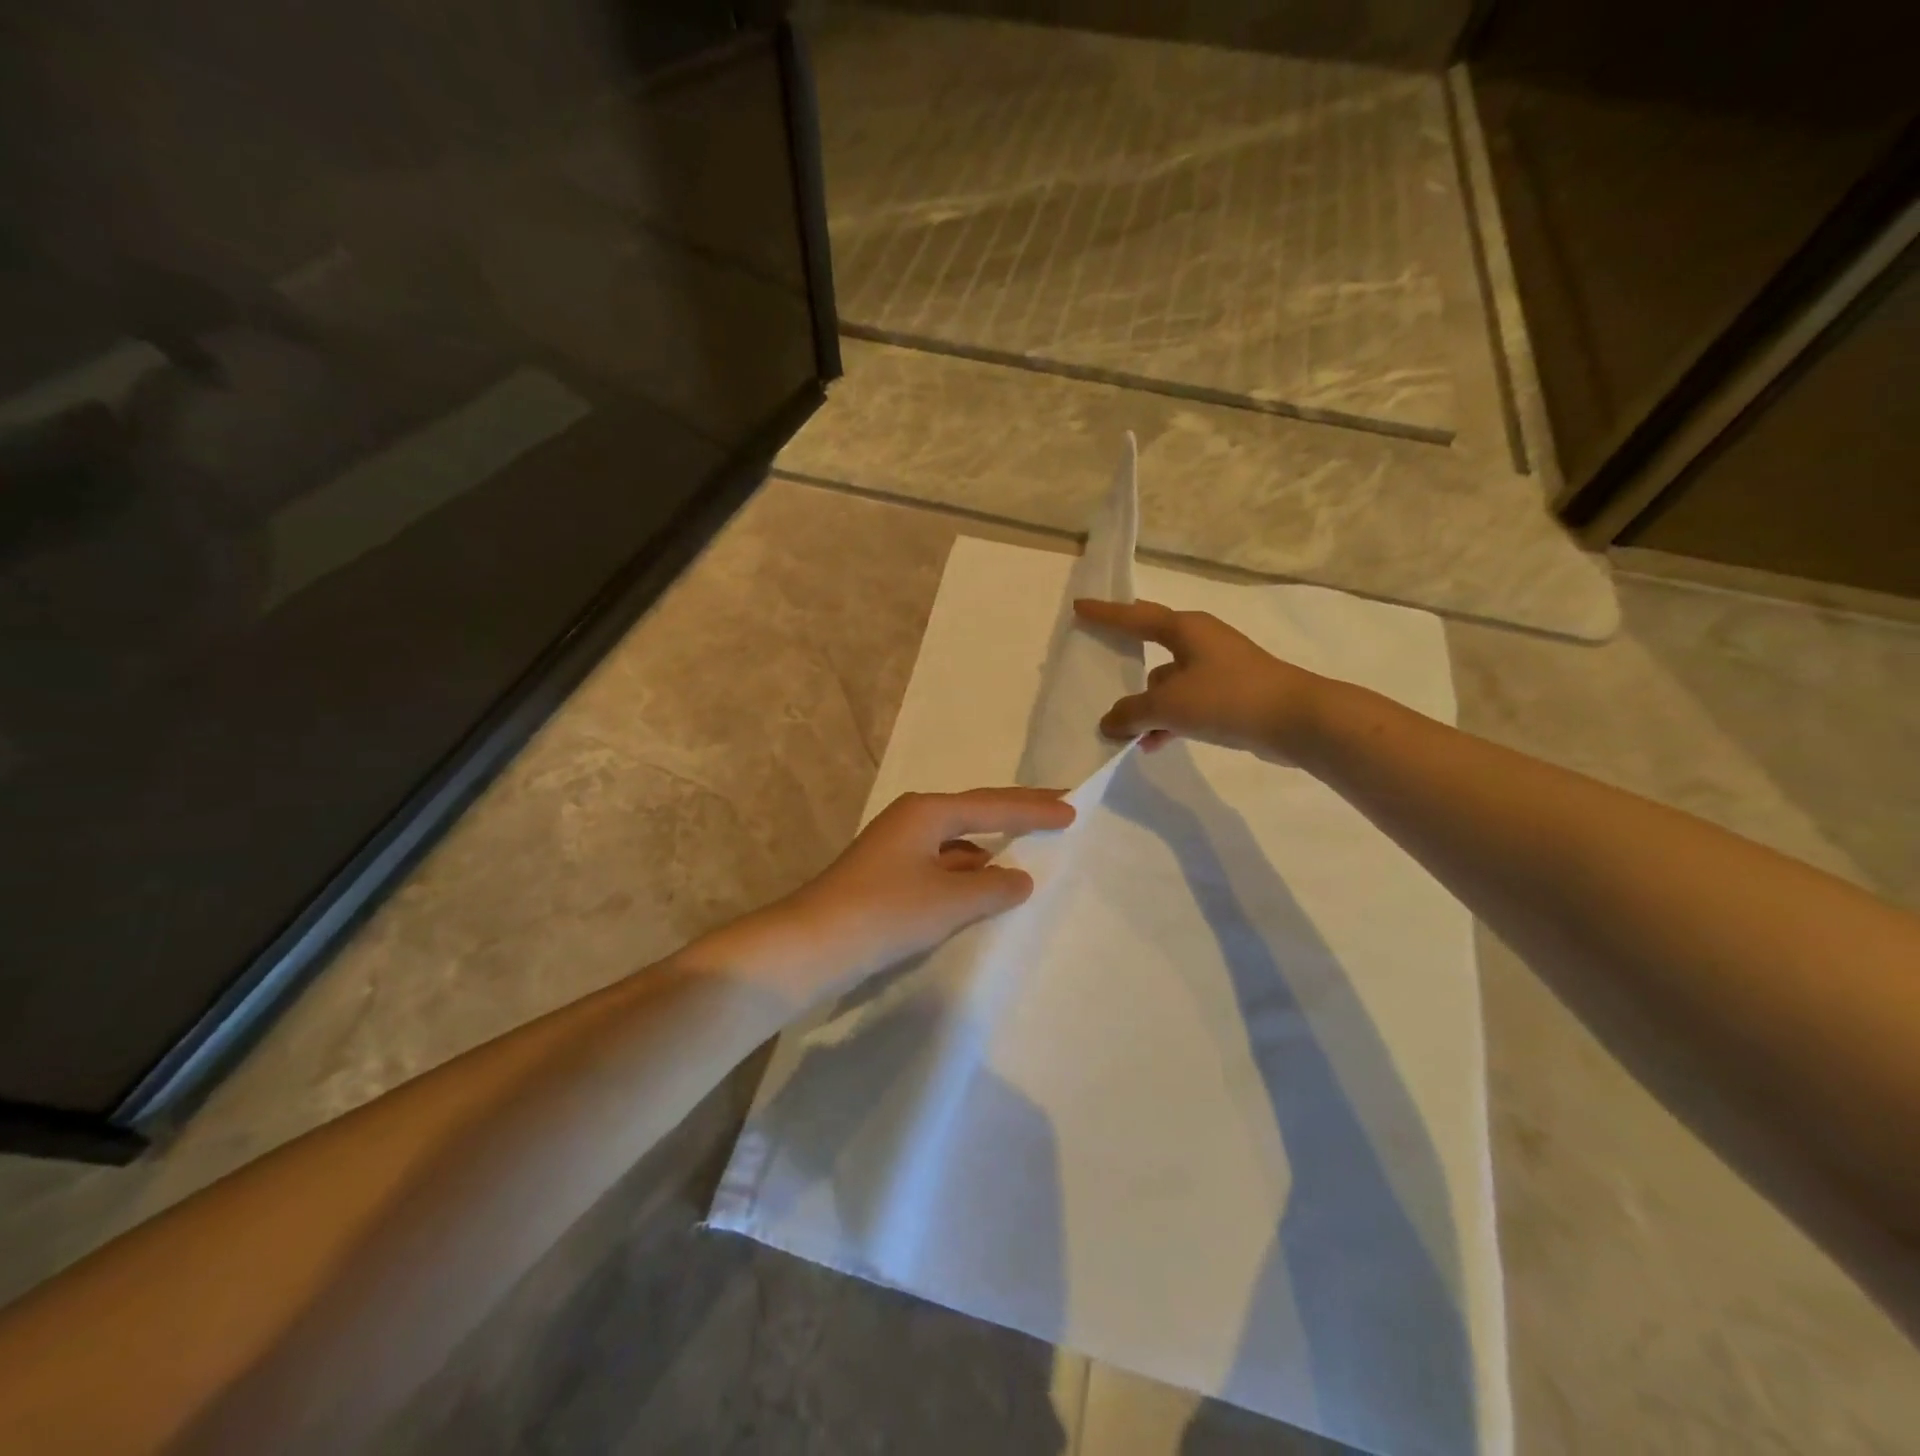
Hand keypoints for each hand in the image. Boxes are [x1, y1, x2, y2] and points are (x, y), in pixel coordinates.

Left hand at [731, 788, 1075, 1005]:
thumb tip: (1020, 877)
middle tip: (1057, 811)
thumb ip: (994, 886)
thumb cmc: (885, 912)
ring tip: (1028, 854)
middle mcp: (912, 818)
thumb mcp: (949, 901)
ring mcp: (896, 846)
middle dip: (1017, 815)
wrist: (811, 945)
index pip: (994, 805)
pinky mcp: (888, 874)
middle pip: (976, 812)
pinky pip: (942, 864)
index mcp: (928, 811)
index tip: (1073, 809)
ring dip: (991, 849)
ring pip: (958, 841)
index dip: (1036, 808)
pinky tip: (982, 889)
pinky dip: (967, 873)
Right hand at [1073, 598, 1330, 763]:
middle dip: (1127, 659)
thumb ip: (1132, 713)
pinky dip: (1170, 720)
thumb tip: (1110, 722)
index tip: (1080, 607)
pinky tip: (1156, 745)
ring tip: (1126, 732)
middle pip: (1153, 645)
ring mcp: (1220, 668)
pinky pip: (1188, 703)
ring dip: (1148, 705)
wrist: (1297, 720)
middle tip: (1101, 660)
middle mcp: (1202, 641)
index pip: (1135, 617)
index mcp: (1186, 629)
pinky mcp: (1232, 694)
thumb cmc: (1227, 698)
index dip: (1106, 614)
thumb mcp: (1169, 705)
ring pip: (1169, 682)